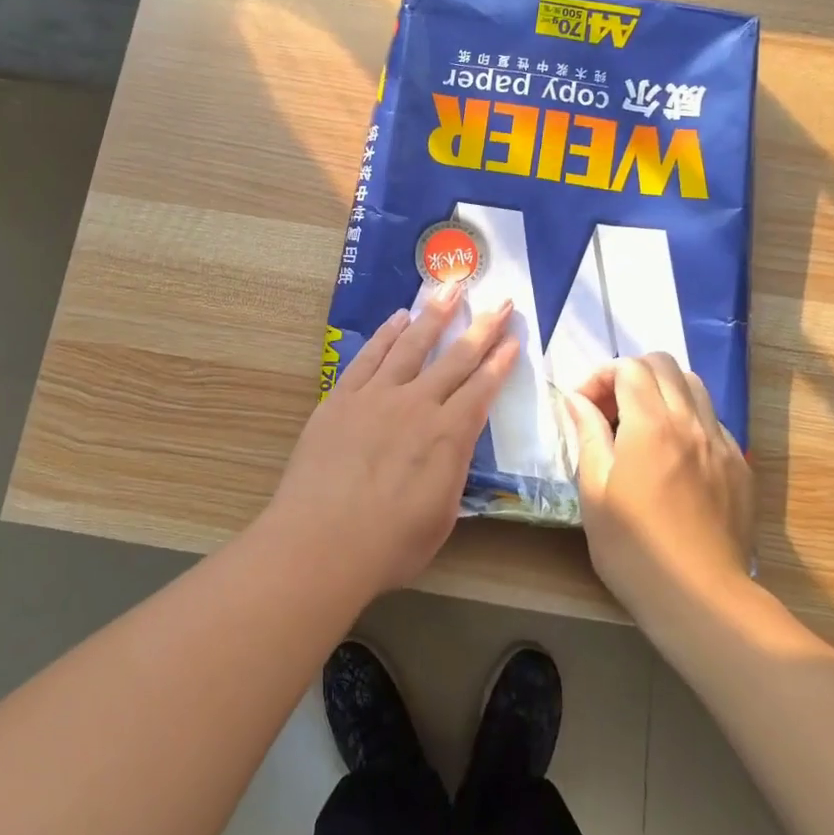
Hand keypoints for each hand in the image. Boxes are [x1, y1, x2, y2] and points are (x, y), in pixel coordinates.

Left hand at [262, 284, 520, 597]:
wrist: (320, 542)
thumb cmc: (388, 544)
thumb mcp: (441, 517)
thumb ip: (451, 473)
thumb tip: (453, 448)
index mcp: (448, 436)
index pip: (482, 389)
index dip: (500, 362)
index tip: (513, 338)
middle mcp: (417, 405)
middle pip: (455, 357)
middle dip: (482, 327)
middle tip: (499, 301)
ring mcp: (376, 396)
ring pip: (411, 345)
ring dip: (433, 315)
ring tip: (449, 289)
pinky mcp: (341, 398)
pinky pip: (369, 356)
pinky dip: (386, 334)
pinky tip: (397, 318)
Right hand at [564, 353, 755, 616]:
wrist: (701, 597)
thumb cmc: (633, 548)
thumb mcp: (594, 491)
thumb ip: (588, 435)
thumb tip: (577, 399)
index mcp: (651, 426)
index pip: (628, 367)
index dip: (600, 376)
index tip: (583, 405)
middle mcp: (691, 423)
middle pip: (664, 365)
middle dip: (630, 374)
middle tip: (609, 409)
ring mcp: (721, 443)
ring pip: (693, 386)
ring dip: (661, 390)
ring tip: (640, 424)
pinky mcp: (739, 466)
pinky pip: (711, 420)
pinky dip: (686, 418)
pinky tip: (671, 454)